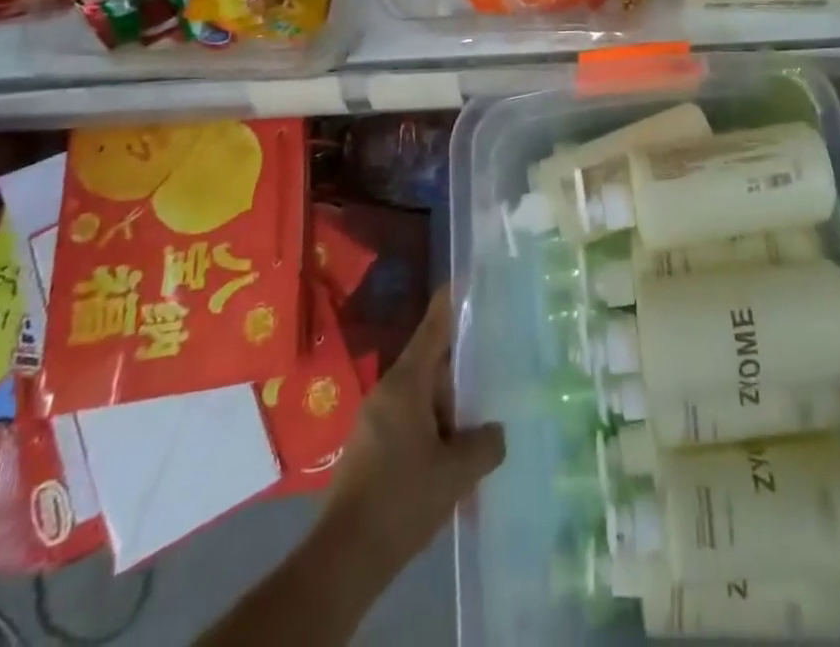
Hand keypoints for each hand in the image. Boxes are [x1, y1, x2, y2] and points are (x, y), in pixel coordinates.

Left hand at [321, 287, 505, 569]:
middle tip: (489, 380)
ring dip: (446, 414)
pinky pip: (408, 425)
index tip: (461, 279)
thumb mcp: (456, 473)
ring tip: (474, 432)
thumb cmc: (402, 500)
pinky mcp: (367, 450)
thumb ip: (485, 445)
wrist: (344, 560)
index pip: (432, 330)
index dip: (448, 304)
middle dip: (458, 378)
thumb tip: (495, 432)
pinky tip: (448, 462)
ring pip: (420, 401)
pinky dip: (431, 434)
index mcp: (406, 384)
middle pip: (430, 368)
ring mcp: (372, 422)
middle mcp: (386, 393)